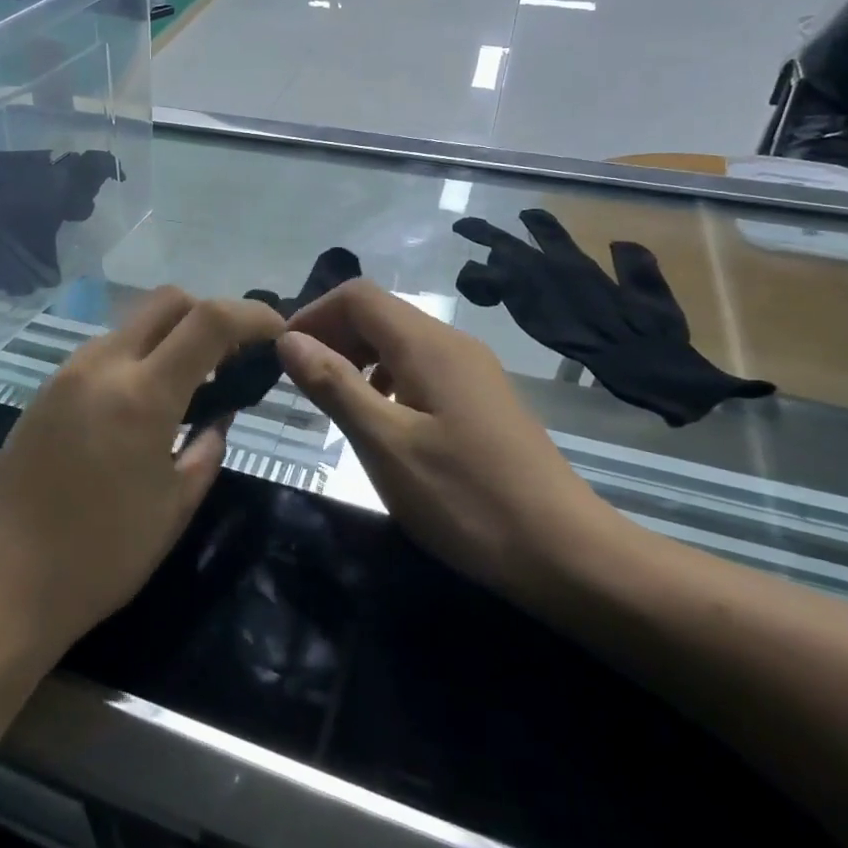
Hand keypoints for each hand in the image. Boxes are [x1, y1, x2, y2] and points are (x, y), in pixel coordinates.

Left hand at [0, 288, 285, 656]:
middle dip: (209, 314)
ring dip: (168, 339)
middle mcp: (102, 365)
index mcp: (142, 394)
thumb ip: (207, 446)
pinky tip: (139, 407)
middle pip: (167, 301)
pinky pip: (102, 353)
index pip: (210, 321)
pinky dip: (135, 359)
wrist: (5, 582)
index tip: (277, 331)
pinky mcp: (44, 391)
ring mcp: (66, 374)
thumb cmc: (104, 555)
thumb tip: (218, 414)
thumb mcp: (176, 505)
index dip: (253, 315)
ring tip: (186, 387)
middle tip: (229, 358)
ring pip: (132, 325)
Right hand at [276, 280, 623, 600]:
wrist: (564, 552)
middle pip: (379, 313)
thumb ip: (334, 385)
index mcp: (428, 345)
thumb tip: (288, 339)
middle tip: (302, 384)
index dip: (313, 315)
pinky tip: (381, 421)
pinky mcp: (481, 399)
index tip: (282, 357)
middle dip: (333, 336)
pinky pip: (421, 368)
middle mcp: (452, 344)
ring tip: (335, 404)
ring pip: (400, 341)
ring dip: (358, 359)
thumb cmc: (465, 498)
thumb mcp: (385, 444)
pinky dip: (386, 380)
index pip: (357, 296)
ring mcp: (472, 370)